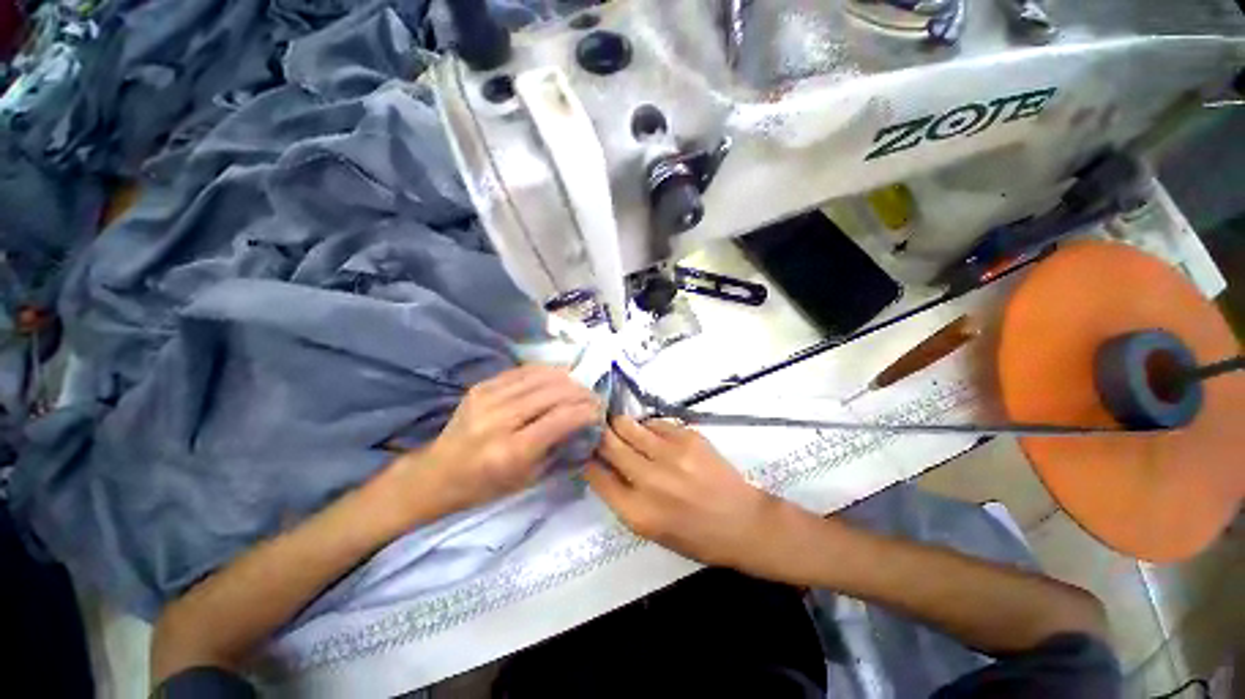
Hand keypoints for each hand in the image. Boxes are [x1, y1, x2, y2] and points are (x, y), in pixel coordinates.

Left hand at [394, 366, 599, 516]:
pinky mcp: (482, 386)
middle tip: (594, 399)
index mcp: (511, 451)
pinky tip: (557, 379)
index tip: (599, 411)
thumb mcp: (528, 478)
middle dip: (581, 393)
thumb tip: (584, 421)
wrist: (436, 474)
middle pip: (554, 392)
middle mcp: (499, 419)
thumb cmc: (485, 486)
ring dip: (568, 380)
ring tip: (579, 388)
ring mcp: (488, 397)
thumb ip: (559, 447)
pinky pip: (524, 370)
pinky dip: (547, 373)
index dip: (586, 411)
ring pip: (542, 376)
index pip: (561, 418)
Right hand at [586, 417, 800, 575]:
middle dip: (599, 435)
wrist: (742, 523)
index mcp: (637, 512)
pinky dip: (647, 427)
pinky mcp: (688, 436)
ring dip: (620, 425)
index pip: (596, 475)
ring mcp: (670, 454)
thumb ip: (622, 498)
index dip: (587, 459)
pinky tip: (652, 434)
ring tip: (621, 427)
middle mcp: (649, 479)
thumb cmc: (695, 536)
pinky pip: (655, 422)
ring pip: (628, 425)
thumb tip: (601, 466)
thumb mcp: (650, 531)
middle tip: (598, 431)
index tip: (584, 450)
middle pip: (609, 444)